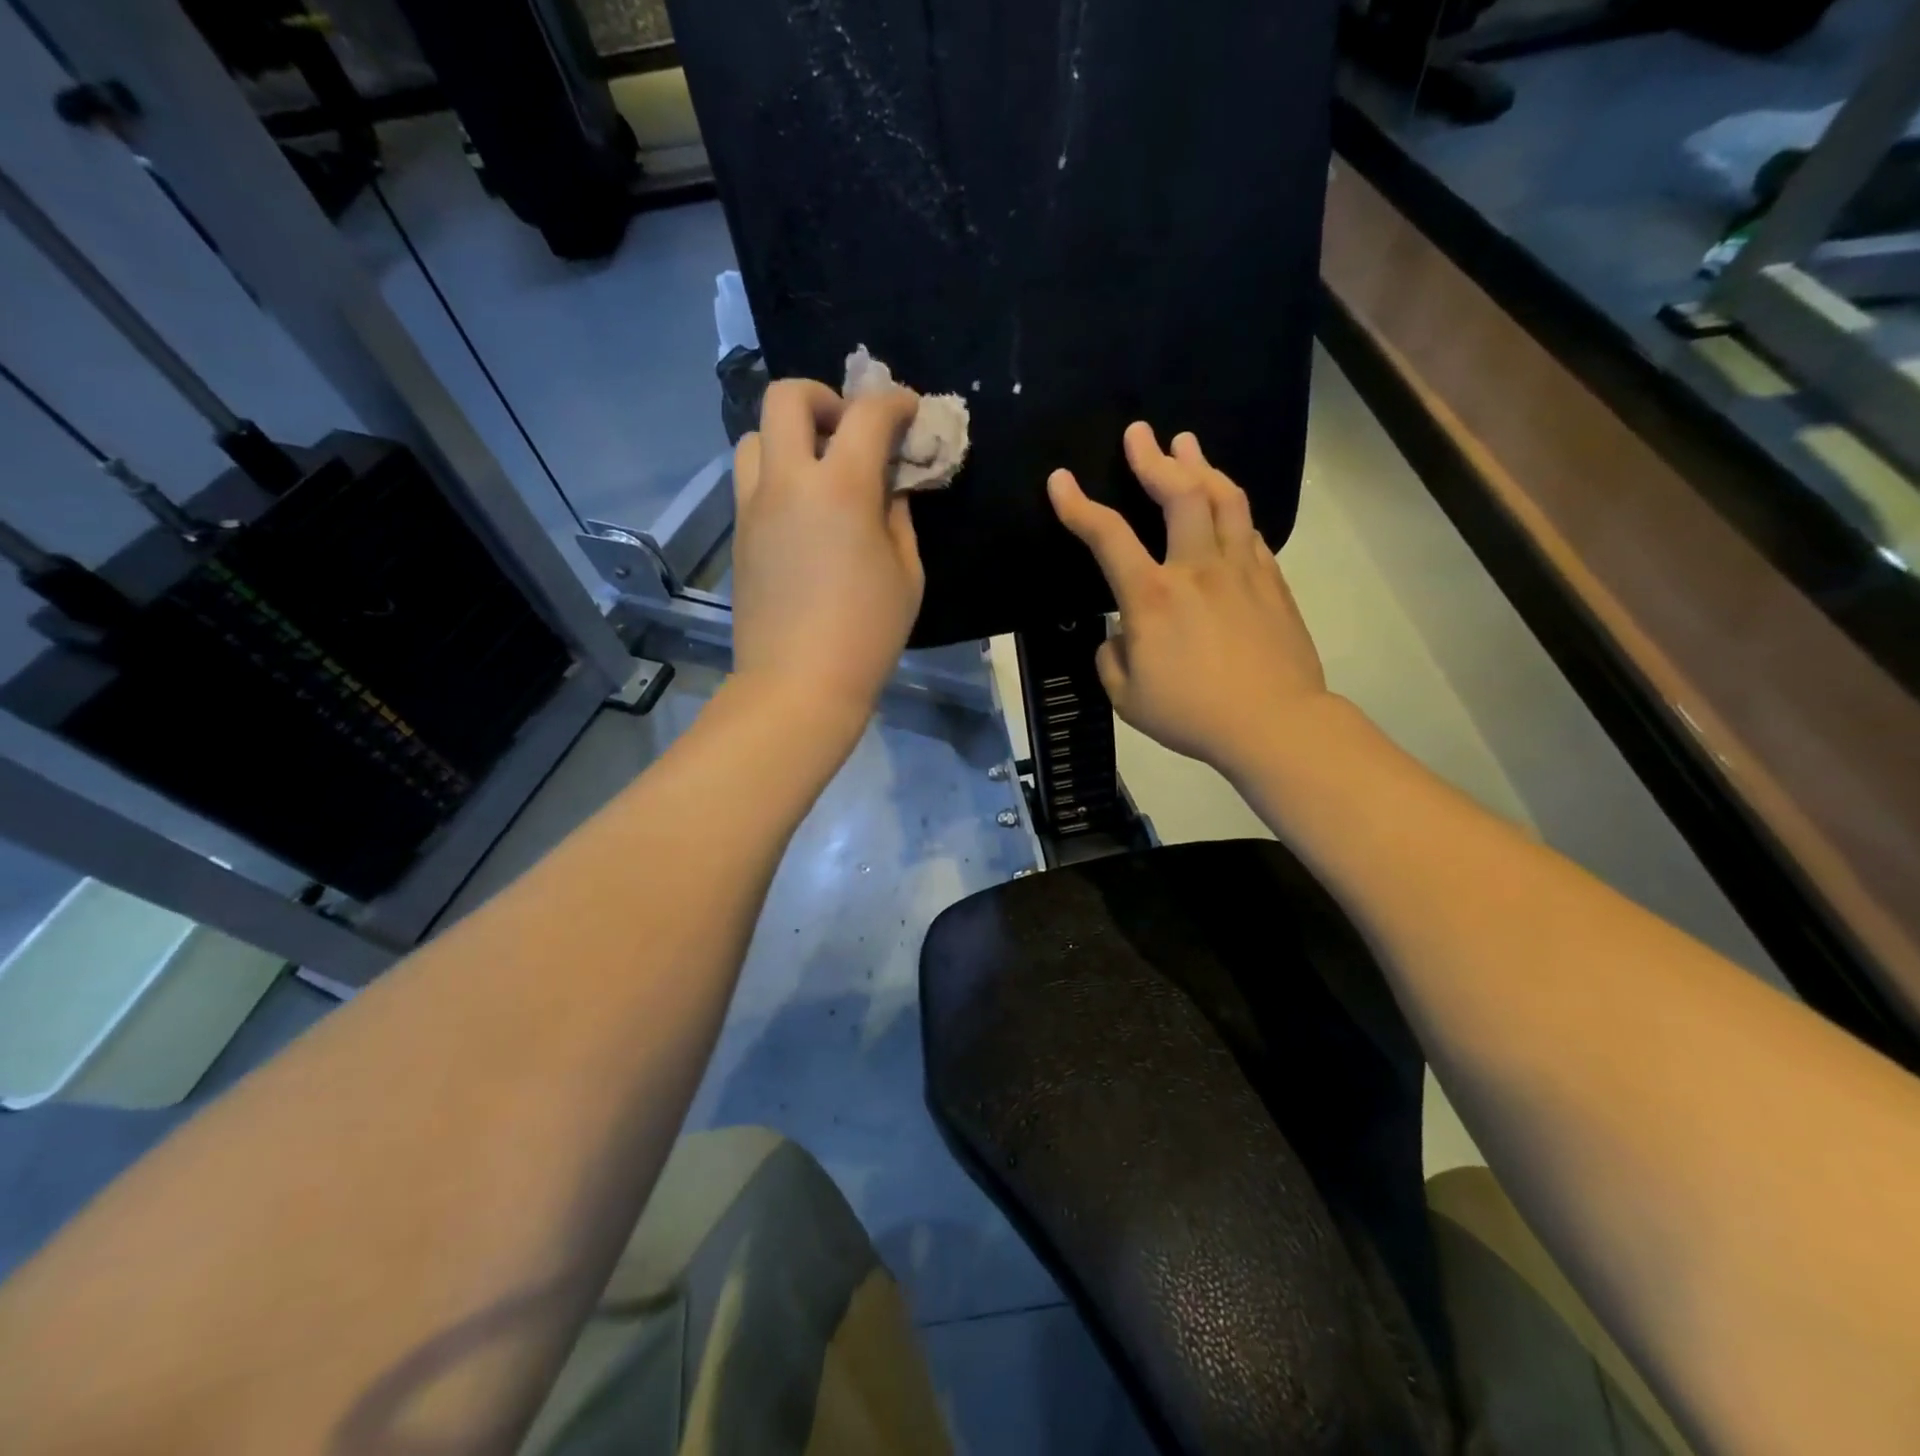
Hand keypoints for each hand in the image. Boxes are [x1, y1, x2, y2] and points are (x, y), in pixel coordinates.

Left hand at [730, 378, 923, 726]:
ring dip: (790, 436)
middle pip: (786, 398)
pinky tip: (804, 512)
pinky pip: (751, 481)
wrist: (797, 684)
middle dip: (824, 397)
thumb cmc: (867, 634)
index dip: (893, 401)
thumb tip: (887, 490)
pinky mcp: (739, 535)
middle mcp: (787, 483)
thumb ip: (898, 518)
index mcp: (840, 488)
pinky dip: (778, 475)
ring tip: (819, 469)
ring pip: (756, 436)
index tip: (908, 410)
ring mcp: (753, 507)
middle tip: (849, 429)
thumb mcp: (906, 575)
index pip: (866, 413)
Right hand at [1048, 422, 1332, 777]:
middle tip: (1140, 434)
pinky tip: (1225, 504)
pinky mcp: (1271, 581)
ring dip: (1201, 466)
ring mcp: (1240, 570)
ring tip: (1186, 444)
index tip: (1061, 480)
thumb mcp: (1127, 699)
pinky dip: (1231, 508)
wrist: (1273, 724)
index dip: (1079, 505)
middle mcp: (1196, 569)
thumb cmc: (1192, 714)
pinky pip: (1249, 530)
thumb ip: (1111, 660)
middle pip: (1179, 494)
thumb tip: (1118, 637)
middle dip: (1154, 459)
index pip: (1108, 537)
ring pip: (1224, 500)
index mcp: (1152, 597)